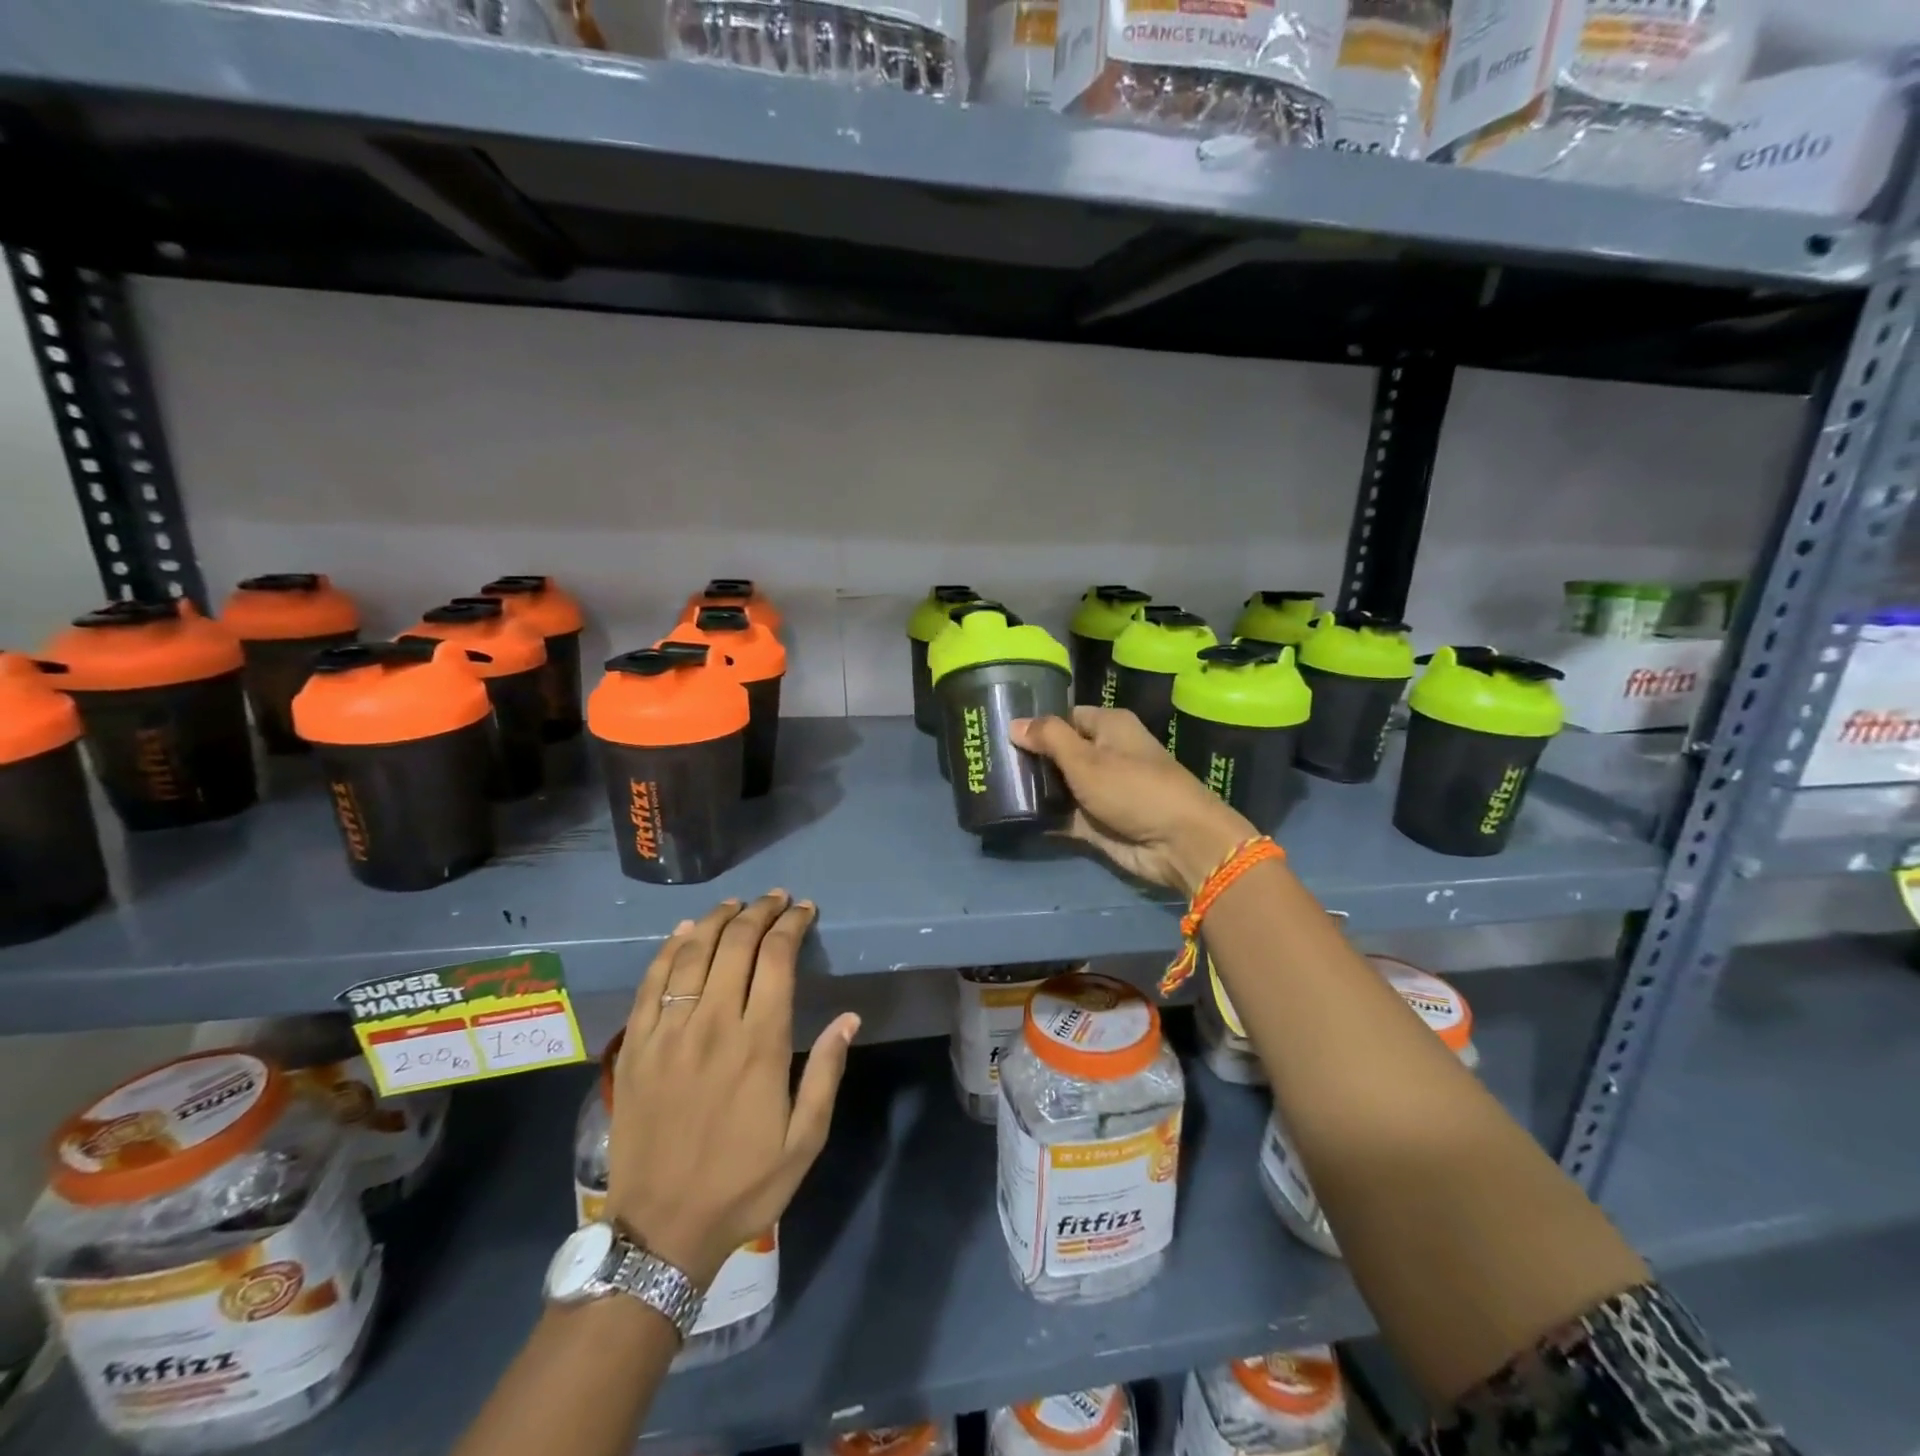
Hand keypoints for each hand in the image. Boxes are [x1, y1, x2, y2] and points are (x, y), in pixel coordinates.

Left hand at [606, 892, 859, 1286]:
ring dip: (716, 920)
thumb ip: (826, 1073)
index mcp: (759, 1043)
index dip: (792, 925)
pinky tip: (683, 933)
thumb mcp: (804, 1140)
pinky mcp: (636, 1047)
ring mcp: (668, 1033)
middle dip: (760, 912)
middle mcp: (713, 1024)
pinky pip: (651, 983)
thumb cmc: (743, 1184)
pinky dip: (669, 949)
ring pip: (692, 954)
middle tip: (776, 898)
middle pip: (735, 944)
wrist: (661, 1230)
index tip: (804, 910)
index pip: (776, 959)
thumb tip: (848, 1018)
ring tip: (735, 904)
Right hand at [1012, 707, 1255, 894]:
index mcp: (1109, 727)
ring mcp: (1100, 790)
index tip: (1000, 731)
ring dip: (1033, 789)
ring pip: (1059, 785)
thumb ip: (1049, 738)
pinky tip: (1011, 816)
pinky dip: (1044, 817)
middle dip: (1029, 758)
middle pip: (1059, 752)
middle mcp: (1105, 754)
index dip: (1037, 724)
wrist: (1177, 843)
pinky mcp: (1097, 822)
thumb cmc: (1133, 787)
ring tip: (992, 787)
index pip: (1065, 717)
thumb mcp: (1086, 758)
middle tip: (988, 761)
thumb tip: (1014, 723)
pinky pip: (1063, 815)